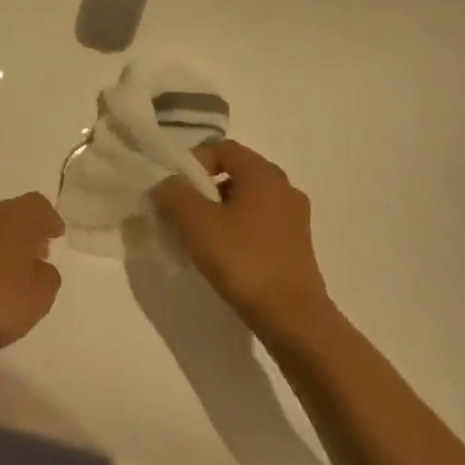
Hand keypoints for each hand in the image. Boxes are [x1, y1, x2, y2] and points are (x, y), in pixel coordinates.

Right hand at [151, 141, 331, 330]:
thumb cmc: (244, 260)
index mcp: (263, 173)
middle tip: (182, 212)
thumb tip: (167, 184)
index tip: (175, 188)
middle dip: (204, 188)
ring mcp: (294, 217)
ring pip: (248, 200)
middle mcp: (284, 187)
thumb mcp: (198, 223)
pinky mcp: (297, 245)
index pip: (223, 148)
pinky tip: (225, 255)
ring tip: (199, 238)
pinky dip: (238, 229)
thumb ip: (175, 195)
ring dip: (220, 211)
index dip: (194, 161)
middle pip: (235, 173)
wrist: (292, 317)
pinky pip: (260, 223)